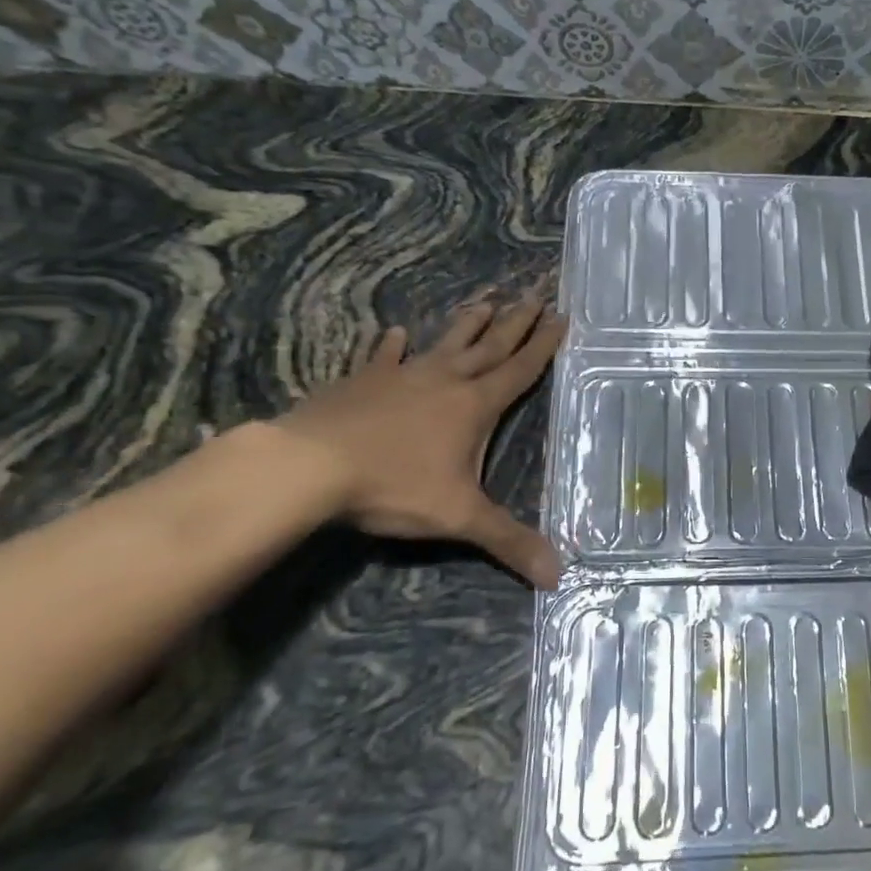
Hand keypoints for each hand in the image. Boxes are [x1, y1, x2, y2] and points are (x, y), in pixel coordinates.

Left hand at [279, 293, 567, 586]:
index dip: (543, 345)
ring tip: (485, 300)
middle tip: (535, 294)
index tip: (560, 316)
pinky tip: (395, 334)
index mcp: (475, 405)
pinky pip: (384, 358)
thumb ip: (510, 542)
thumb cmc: (394, 486)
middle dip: (516, 322)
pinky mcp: (363, 382)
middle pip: (490, 346)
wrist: (310, 467)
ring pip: (445, 343)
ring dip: (468, 324)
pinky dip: (392, 346)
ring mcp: (402, 376)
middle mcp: (445, 381)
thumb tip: (559, 575)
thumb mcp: (460, 518)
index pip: (520, 370)